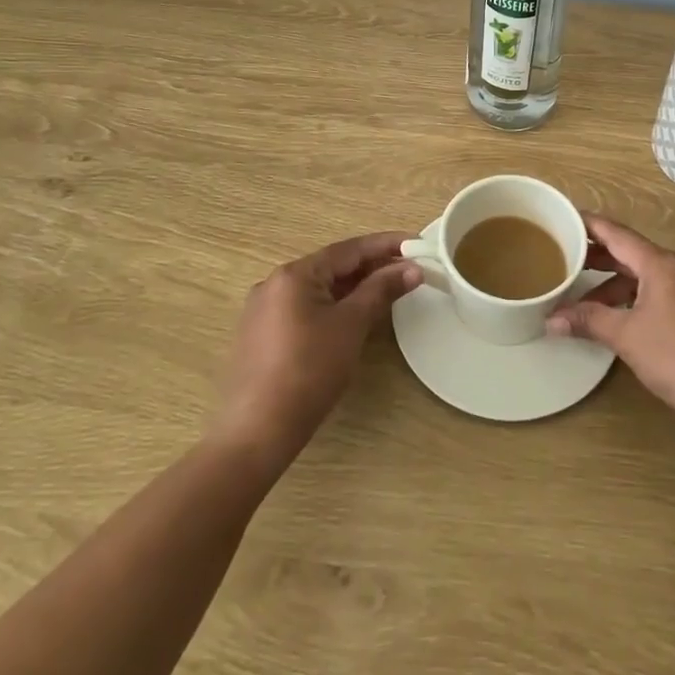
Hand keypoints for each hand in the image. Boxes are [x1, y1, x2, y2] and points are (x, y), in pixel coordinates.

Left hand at [212, 232, 421, 464]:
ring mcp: (264, 310)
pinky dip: (334, 305)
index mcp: (294, 274)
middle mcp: (274, 283)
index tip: (416, 243)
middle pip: (332, 266)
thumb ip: (381, 290)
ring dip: (354, 287)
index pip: (349, 249)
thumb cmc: (309, 370)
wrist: (258, 431)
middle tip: (409, 268)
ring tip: (388, 289)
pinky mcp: (262, 335)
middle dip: (372, 266)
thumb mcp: (351, 325)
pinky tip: (353, 316)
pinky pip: (305, 308)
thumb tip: (412, 268)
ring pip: (319, 288)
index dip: (386, 244)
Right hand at [548, 214, 674, 434]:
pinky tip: (615, 317)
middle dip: (596, 256)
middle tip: (562, 258)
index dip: (589, 225)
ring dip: (613, 283)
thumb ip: (588, 321)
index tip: (563, 218)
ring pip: (643, 275)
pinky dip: (631, 297)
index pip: (616, 233)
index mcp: (660, 264)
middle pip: (629, 252)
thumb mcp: (626, 337)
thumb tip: (551, 319)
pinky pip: (656, 291)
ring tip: (582, 297)